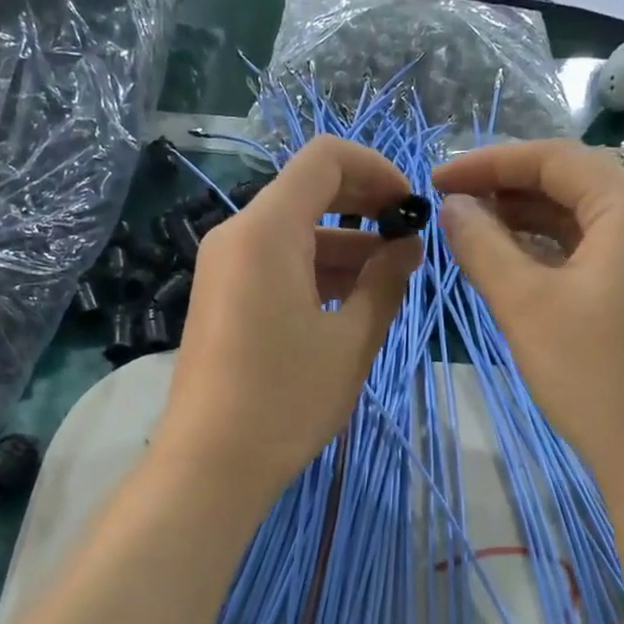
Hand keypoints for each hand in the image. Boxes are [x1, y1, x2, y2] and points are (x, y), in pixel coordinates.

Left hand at [157, 137, 422, 504]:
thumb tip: (408, 246)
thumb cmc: (286, 400)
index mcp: (267, 231)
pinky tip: (351, 304)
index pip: (325, 159)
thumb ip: (386, 282)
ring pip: (294, 233)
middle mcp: (237, 236)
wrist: (211, 464)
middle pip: (308, 192)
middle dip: (365, 208)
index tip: (411, 208)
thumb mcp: (351, 341)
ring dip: (345, 247)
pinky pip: (275, 264)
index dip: (377, 170)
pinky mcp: (222, 298)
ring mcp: (224, 268)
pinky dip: (316, 272)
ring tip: (391, 283)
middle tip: (409, 242)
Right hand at [432, 140, 623, 497]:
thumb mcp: (524, 304)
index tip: (434, 179)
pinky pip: (593, 248)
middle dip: (505, 189)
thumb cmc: (591, 372)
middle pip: (569, 181)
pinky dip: (549, 249)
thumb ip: (481, 245)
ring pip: (580, 217)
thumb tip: (450, 205)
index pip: (551, 158)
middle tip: (449, 206)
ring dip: (525, 220)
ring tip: (470, 233)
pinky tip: (512, 264)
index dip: (487, 163)